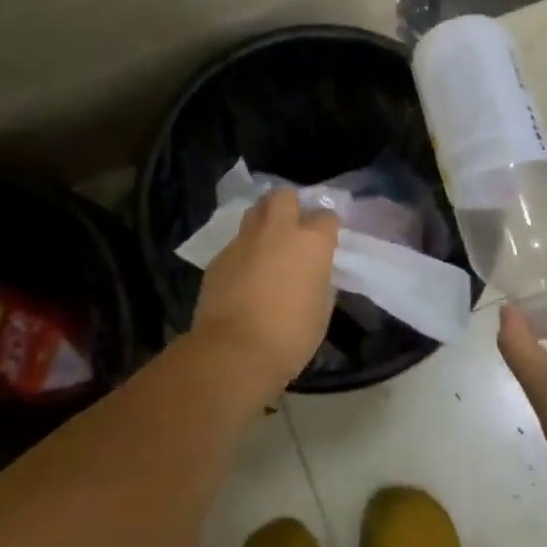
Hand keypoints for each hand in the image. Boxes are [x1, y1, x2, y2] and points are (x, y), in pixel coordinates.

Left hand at [192, 188, 340, 393]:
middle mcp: (278, 230)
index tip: (326, 242)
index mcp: (311, 241)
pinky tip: (245, 274)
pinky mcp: (219, 257)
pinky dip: (244, 251)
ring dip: (264, 222)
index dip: (326, 228)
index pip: (326, 216)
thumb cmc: (291, 335)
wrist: (234, 351)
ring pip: (255, 212)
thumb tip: (311, 271)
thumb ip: (319, 278)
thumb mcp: (321, 307)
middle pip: (284, 195)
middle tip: (293, 228)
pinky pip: (236, 243)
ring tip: (268, 246)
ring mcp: (244, 241)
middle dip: (290, 205)